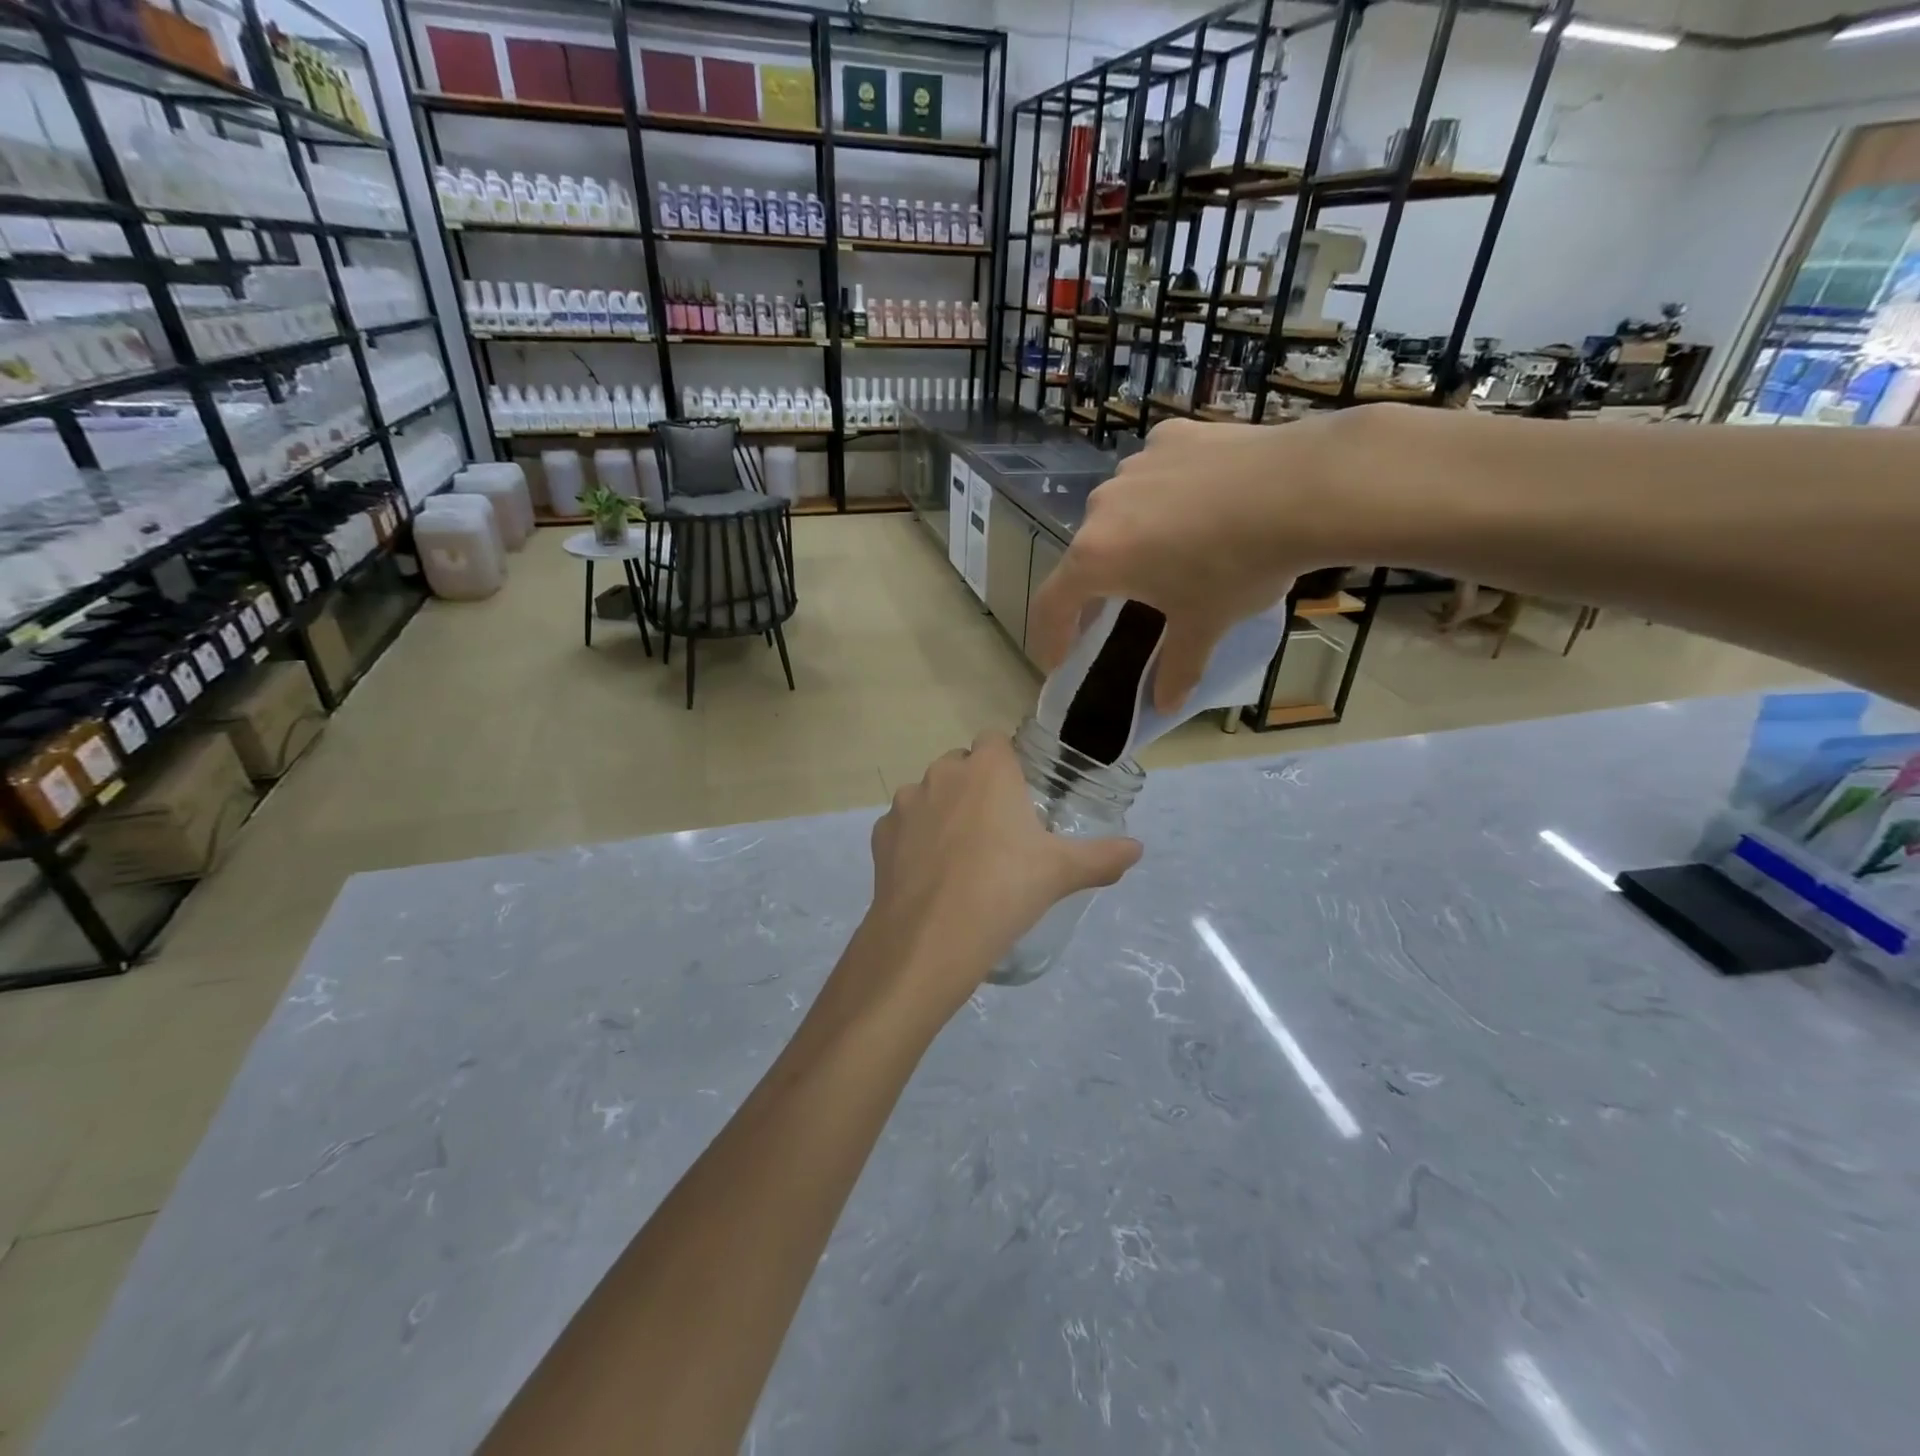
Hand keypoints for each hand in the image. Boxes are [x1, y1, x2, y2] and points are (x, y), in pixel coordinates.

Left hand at [844, 733, 1140, 1026]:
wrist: (931, 936)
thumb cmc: (1005, 889)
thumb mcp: (1061, 872)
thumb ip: (1102, 856)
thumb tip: (1137, 849)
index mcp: (987, 769)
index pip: (995, 740)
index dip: (1006, 764)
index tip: (1018, 797)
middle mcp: (942, 773)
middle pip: (960, 765)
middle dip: (975, 787)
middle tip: (996, 832)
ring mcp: (906, 802)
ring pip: (928, 794)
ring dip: (942, 812)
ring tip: (961, 858)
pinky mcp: (881, 834)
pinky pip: (903, 826)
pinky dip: (915, 840)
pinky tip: (930, 876)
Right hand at [1028, 414, 1359, 711]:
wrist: (1304, 488)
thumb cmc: (1237, 567)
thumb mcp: (1204, 624)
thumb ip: (1178, 668)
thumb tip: (1167, 707)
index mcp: (1097, 557)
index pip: (1051, 603)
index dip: (1050, 636)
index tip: (1059, 659)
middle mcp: (1102, 507)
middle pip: (1088, 554)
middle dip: (1101, 585)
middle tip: (1128, 607)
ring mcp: (1135, 465)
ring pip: (1121, 510)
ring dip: (1134, 536)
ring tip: (1177, 549)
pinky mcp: (1171, 437)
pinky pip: (1155, 474)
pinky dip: (1167, 494)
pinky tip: (1203, 502)